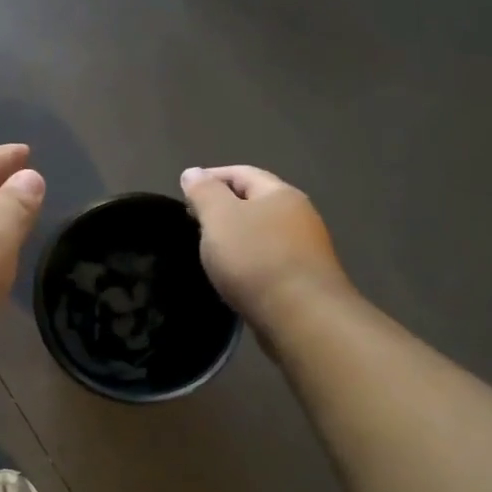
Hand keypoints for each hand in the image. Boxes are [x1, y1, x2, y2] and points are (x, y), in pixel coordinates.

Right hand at [180, 165, 351, 331]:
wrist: (303, 318)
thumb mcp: (219, 217)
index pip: (242, 173)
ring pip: (262, 233)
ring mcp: (306, 249)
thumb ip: (204, 192)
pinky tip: (235, 277)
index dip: (211, 177)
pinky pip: (269, 260)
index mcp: (280, 194)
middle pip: (255, 202)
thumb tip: (193, 172)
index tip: (185, 192)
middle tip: (194, 222)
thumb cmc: (256, 258)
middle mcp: (299, 216)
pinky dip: (248, 261)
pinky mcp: (305, 280)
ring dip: (236, 237)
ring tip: (211, 251)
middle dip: (223, 208)